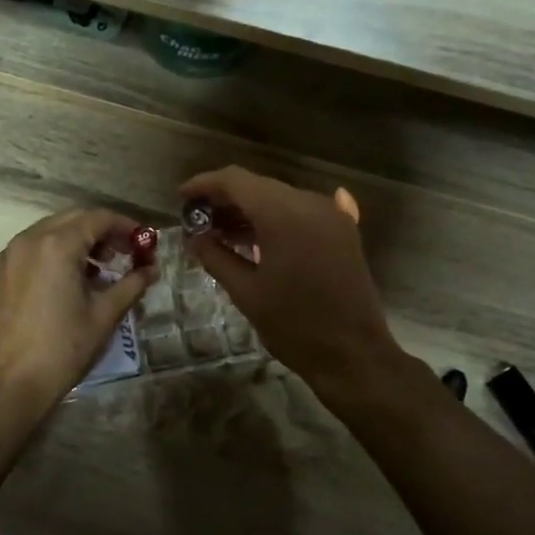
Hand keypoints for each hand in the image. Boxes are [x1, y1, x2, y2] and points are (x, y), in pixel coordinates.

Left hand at [0, 208, 155, 410]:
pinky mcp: (0, 272)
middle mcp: (30, 239)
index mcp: (57, 245)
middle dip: (103, 232)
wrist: (10, 384)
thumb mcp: (104, 315)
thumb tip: (152, 270)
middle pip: (74, 219)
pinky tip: (71, 280)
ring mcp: (10, 255)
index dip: (126, 227)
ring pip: (51, 231)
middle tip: (126, 254)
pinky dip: (56, 252)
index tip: (145, 242)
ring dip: (79, 241)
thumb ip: (131, 285)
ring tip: (101, 270)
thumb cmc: (63, 348)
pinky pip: (34, 248)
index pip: (98, 219)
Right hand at [178, 167, 399, 385]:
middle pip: (258, 186)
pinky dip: (275, 219)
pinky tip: (258, 236)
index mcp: (283, 214)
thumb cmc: (294, 325)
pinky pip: (301, 212)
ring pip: (279, 197)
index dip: (204, 184)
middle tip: (197, 220)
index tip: (181, 198)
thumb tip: (194, 237)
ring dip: (249, 209)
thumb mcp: (246, 292)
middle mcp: (309, 203)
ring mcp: (330, 215)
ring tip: (220, 232)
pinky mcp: (342, 231)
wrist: (353, 354)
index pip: (235, 181)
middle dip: (225, 199)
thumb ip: (216, 257)